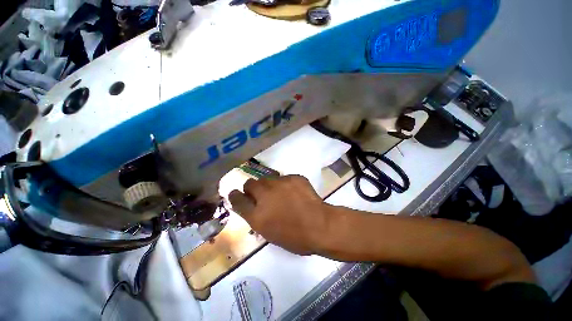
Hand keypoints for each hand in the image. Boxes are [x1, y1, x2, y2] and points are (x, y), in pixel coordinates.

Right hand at [229, 175, 329, 254]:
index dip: (235, 196)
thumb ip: (257, 218)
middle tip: (262, 195)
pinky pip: (284, 178)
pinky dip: (286, 185)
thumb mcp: (270, 233)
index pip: (237, 200)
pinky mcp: (293, 177)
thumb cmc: (295, 237)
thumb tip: (253, 207)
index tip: (236, 194)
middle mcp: (265, 195)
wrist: (320, 225)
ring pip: (267, 179)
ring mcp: (280, 183)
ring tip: (281, 193)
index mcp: (257, 215)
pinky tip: (295, 192)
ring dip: (269, 186)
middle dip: (253, 189)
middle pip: (250, 183)